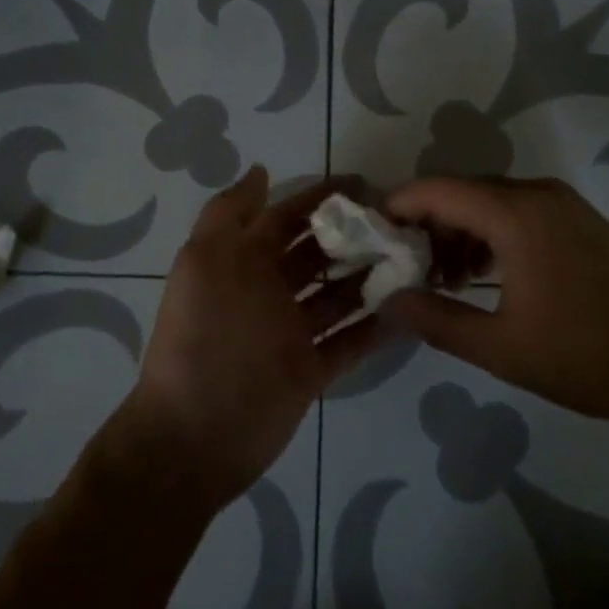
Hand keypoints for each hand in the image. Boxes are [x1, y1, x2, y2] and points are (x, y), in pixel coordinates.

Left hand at [125, 168, 383, 510]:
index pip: (286, 219)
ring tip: (413, 262)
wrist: (196, 435)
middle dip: (352, 237)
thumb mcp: (207, 261)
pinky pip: (349, 341)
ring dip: (371, 278)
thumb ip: (231, 214)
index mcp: (241, 263)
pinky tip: (409, 310)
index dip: (319, 199)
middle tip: (399, 226)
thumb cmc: (207, 336)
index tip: (363, 185)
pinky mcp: (310, 370)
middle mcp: (267, 292)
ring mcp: (290, 333)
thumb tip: (260, 172)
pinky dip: (375, 327)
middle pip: (316, 255)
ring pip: (338, 295)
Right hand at [381, 176, 608, 421]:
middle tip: (406, 269)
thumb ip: (436, 319)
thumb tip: (388, 300)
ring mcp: (561, 204)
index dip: (397, 208)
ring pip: (488, 201)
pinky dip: (489, 234)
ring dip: (458, 232)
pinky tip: (484, 277)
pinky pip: (516, 212)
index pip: (436, 190)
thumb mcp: (501, 347)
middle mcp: (535, 194)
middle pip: (460, 192)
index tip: (373, 240)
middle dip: (426, 225)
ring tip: (443, 281)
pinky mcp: (577, 219)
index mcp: (513, 215)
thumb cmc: (586, 353)